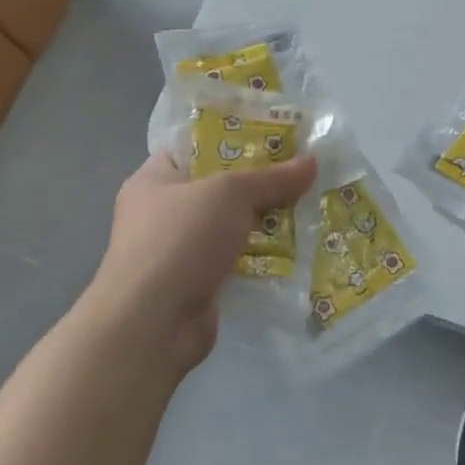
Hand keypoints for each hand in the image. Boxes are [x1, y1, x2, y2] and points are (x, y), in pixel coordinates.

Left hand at [82, 151, 318, 371]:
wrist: (152, 325)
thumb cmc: (180, 239)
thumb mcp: (230, 193)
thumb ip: (271, 178)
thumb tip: (312, 161)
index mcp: (154, 179)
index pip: (195, 148)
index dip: (234, 140)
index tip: (276, 139)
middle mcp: (161, 213)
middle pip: (219, 189)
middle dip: (259, 185)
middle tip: (302, 174)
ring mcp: (177, 253)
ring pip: (230, 228)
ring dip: (264, 224)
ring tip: (309, 208)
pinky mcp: (195, 286)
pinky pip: (235, 262)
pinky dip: (260, 258)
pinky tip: (296, 250)